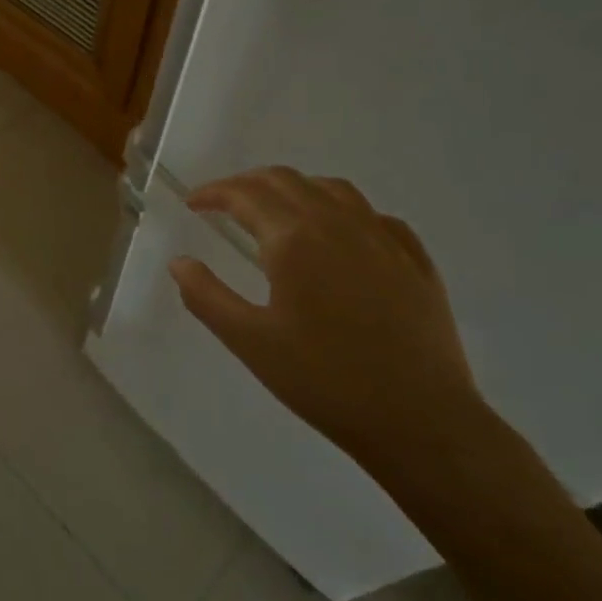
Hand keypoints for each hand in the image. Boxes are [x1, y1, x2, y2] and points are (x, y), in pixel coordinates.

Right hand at [169, 168, 484, 467]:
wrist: (421, 420)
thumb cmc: (325, 381)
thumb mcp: (250, 342)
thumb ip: (206, 297)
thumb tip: (180, 262)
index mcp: (293, 238)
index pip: (244, 194)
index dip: (214, 193)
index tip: (193, 204)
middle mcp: (336, 222)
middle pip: (285, 180)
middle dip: (247, 184)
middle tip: (224, 204)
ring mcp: (381, 236)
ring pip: (331, 188)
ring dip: (294, 188)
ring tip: (277, 209)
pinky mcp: (414, 258)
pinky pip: (372, 214)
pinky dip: (342, 210)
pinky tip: (340, 233)